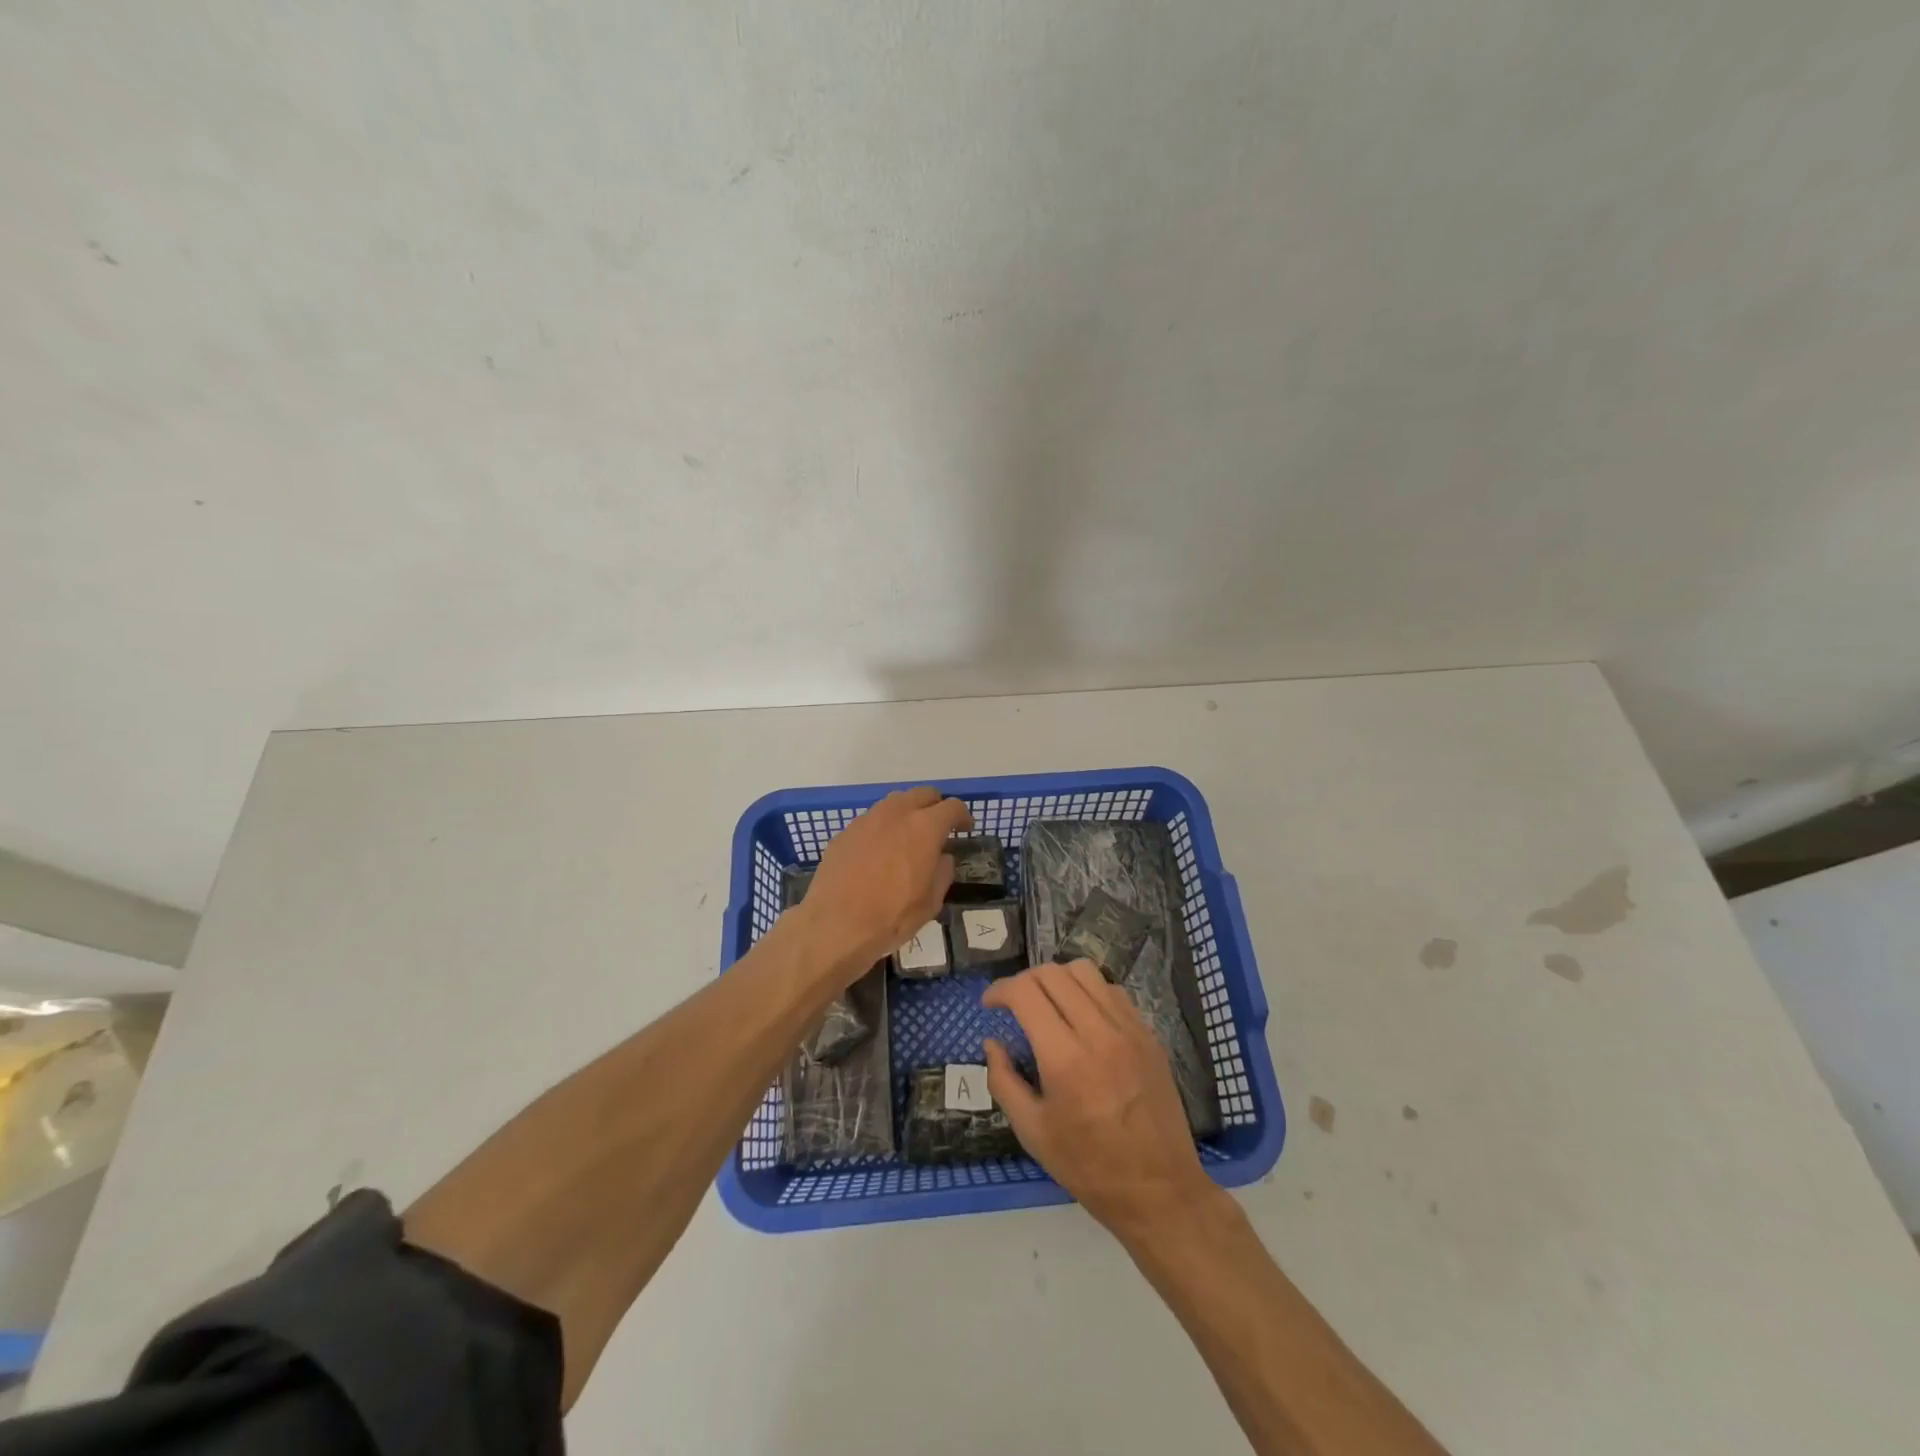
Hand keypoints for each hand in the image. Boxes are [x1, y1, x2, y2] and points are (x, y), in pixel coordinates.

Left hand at [796, 787, 972, 974]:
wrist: (835, 925)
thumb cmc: (891, 916)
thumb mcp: (931, 902)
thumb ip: (943, 871)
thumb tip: (941, 857)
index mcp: (924, 827)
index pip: (952, 807)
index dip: (962, 816)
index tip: (965, 829)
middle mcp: (896, 813)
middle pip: (923, 794)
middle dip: (935, 807)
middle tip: (938, 828)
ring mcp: (867, 820)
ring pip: (894, 803)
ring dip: (907, 813)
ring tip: (908, 838)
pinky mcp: (845, 832)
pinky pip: (871, 821)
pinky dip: (882, 829)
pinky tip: (878, 853)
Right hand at [982, 960, 1218, 1239]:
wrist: (1159, 1190)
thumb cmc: (1089, 1167)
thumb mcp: (1032, 1132)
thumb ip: (1003, 1080)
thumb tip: (992, 1043)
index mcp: (1065, 1058)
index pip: (1025, 992)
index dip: (1000, 990)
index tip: (989, 1005)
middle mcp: (1098, 1032)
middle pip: (1053, 973)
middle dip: (1024, 981)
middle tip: (1014, 1005)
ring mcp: (1128, 1029)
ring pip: (1085, 971)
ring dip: (1057, 979)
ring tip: (1048, 1004)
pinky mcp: (1148, 1034)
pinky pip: (1112, 991)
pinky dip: (1088, 991)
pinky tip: (1081, 1017)